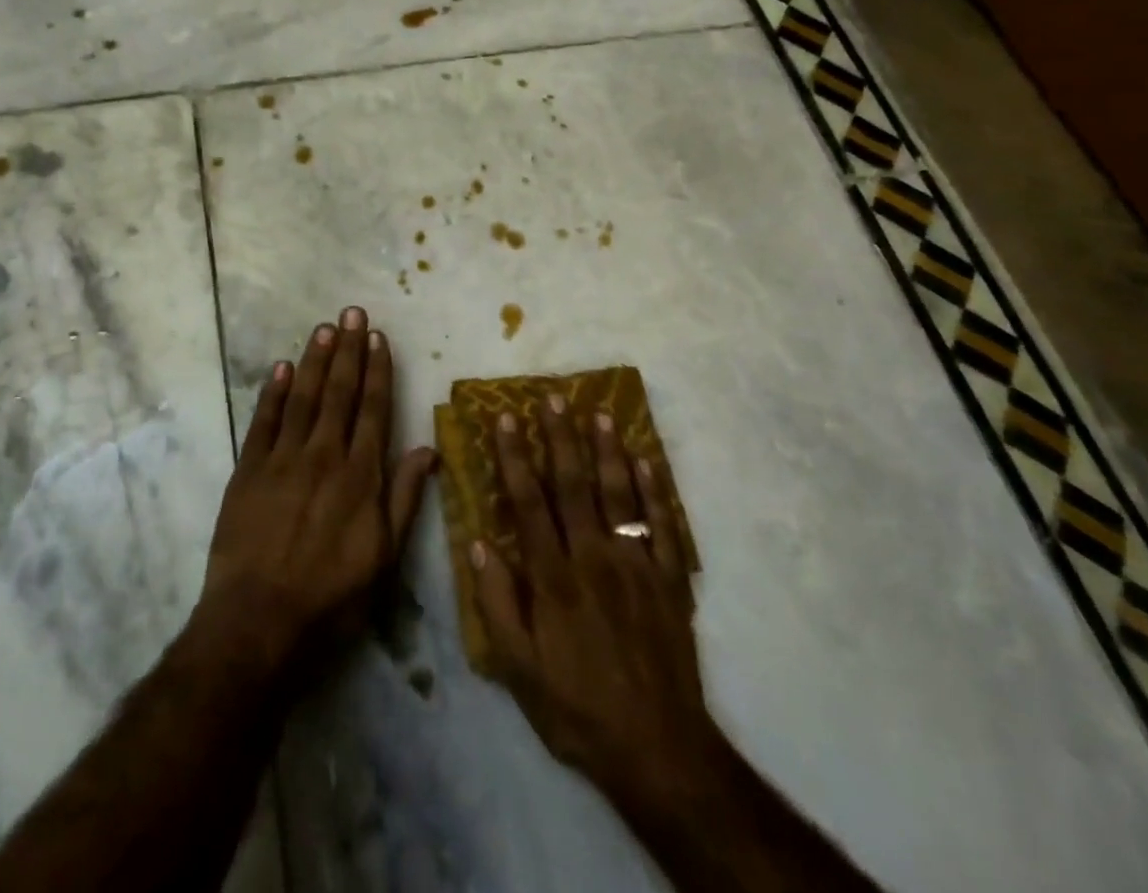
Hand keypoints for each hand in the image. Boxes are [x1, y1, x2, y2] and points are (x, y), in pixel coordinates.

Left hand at [193, 306, 436, 680]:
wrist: (259, 620)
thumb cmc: (331, 593)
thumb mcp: (385, 556)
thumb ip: (405, 497)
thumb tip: (428, 448)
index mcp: (360, 474)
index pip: (373, 409)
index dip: (377, 370)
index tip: (378, 337)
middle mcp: (324, 455)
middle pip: (339, 392)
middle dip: (347, 350)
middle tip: (351, 312)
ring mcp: (282, 459)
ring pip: (302, 397)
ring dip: (314, 360)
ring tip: (324, 327)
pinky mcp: (248, 471)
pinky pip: (262, 422)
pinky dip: (271, 393)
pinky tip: (280, 368)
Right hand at [471, 395, 719, 801]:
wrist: (658, 750)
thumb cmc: (577, 709)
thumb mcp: (519, 670)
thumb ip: (497, 602)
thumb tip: (477, 543)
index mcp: (554, 578)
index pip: (528, 502)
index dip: (514, 457)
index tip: (505, 419)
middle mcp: (594, 558)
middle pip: (574, 485)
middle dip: (560, 437)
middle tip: (552, 397)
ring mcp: (637, 565)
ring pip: (620, 494)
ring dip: (608, 450)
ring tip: (599, 412)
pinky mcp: (670, 580)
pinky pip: (663, 525)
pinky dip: (656, 490)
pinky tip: (646, 460)